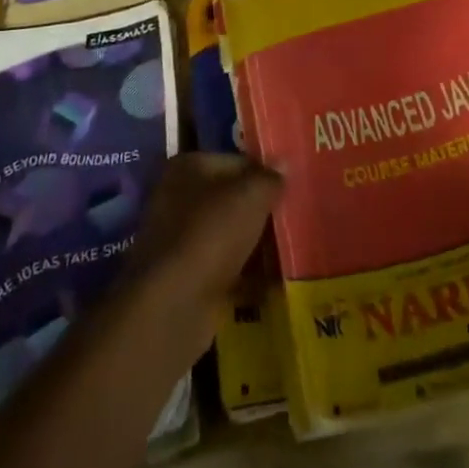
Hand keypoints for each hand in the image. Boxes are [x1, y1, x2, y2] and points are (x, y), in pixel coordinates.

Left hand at [124, 153, 281, 337]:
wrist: (172, 307)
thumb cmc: (211, 234)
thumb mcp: (251, 196)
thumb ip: (270, 178)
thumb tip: (283, 162)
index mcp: (188, 167)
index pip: (237, 161)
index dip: (265, 173)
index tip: (292, 188)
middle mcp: (178, 198)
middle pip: (232, 199)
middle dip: (262, 210)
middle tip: (296, 218)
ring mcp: (180, 241)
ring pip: (230, 235)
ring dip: (257, 243)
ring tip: (292, 250)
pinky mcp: (187, 279)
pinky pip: (226, 269)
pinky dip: (247, 275)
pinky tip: (276, 282)